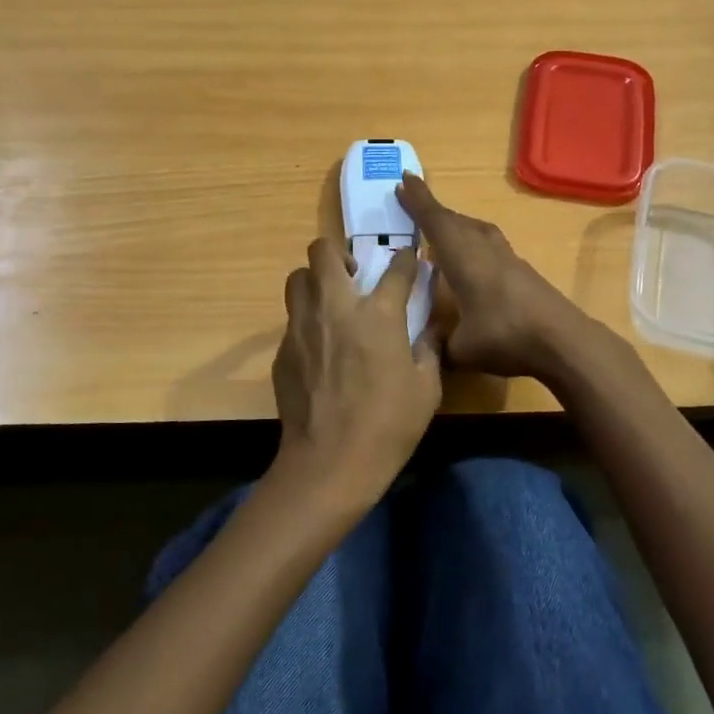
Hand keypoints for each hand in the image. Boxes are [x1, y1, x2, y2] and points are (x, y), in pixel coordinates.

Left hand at [271, 237, 442, 503]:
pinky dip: (307, 321)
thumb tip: (430, 329)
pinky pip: (292, 319)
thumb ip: (428, 349)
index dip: (406, 259)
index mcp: (378, 314)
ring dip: (314, 280)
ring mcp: (302, 326)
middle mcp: (335, 307)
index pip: (396, 268)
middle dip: (338, 253)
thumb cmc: (387, 425)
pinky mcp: (282, 349)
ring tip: (330, 303)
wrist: (329, 462)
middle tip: (354, 276)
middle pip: (323, 251)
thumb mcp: (426, 388)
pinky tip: (319, 348)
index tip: (410, 260)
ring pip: (298, 278)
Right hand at [398, 174, 594, 381]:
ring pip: (476, 230)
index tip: (404, 179)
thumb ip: (439, 344)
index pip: (435, 222)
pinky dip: (472, 243)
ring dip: (456, 224)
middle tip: (412, 203)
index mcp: (464, 258)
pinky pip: (489, 245)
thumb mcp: (461, 349)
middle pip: (456, 221)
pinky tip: (470, 260)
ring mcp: (508, 259)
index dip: (418, 201)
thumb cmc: (506, 337)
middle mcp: (485, 250)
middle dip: (433, 211)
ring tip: (440, 231)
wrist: (564, 342)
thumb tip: (426, 346)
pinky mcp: (523, 272)